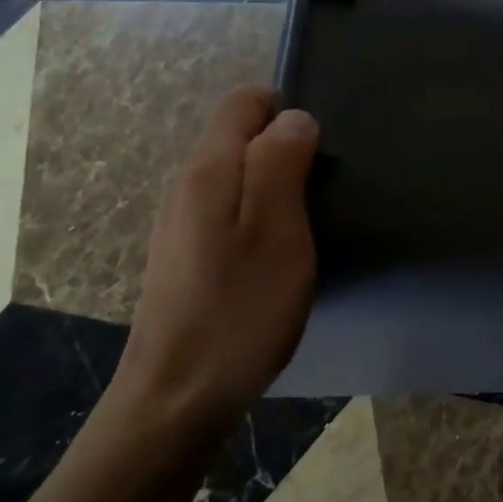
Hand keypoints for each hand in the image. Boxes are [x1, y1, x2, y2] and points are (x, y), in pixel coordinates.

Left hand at [112, 86, 320, 442]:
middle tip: (325, 190)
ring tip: (311, 221)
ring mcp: (183, 222)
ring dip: (278, 184)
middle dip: (287, 148)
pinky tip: (280, 253)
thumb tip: (294, 117)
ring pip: (239, 175)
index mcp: (209, 169)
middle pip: (242, 136)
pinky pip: (232, 209)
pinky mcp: (188, 255)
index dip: (288, 110)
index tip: (322, 148)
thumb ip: (281, 162)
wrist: (178, 399)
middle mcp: (188, 185)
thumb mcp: (276, 229)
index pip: (245, 102)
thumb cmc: (239, 308)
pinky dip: (263, 214)